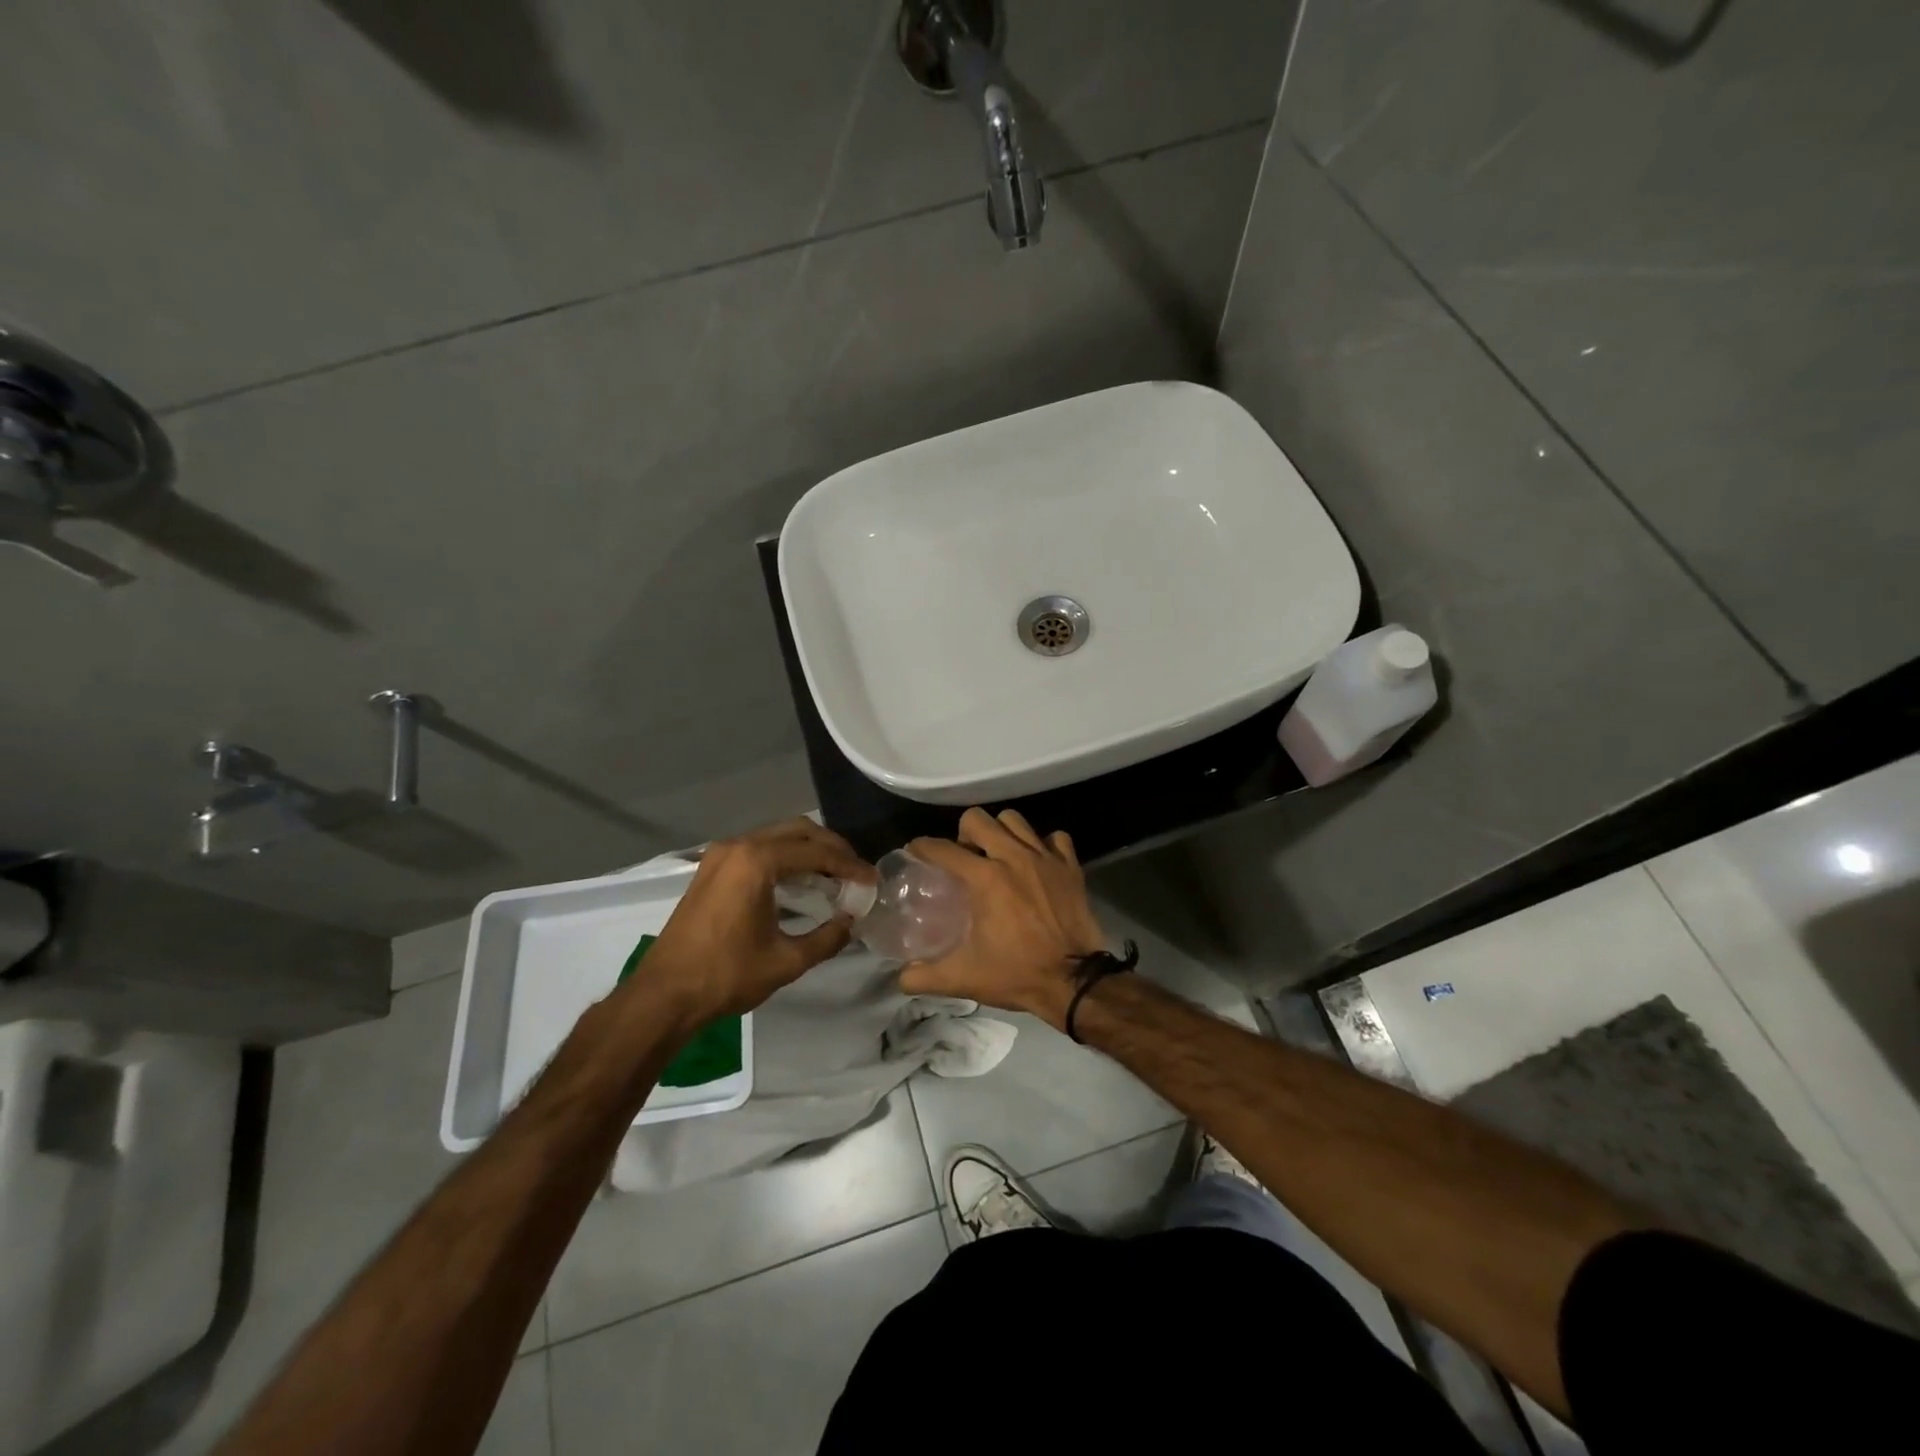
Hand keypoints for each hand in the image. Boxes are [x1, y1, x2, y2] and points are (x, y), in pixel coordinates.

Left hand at [634, 819, 875, 1021]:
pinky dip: (786, 857)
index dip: (849, 865)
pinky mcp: (711, 868)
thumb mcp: (786, 961)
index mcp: (756, 861)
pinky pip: (759, 848)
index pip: (816, 852)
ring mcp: (720, 854)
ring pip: (777, 836)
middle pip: (798, 831)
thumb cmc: (725, 976)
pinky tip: (801, 880)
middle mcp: (738, 846)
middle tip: (856, 872)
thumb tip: (851, 922)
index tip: (872, 881)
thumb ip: (827, 938)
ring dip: (808, 850)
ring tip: (835, 875)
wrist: (664, 995)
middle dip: (832, 848)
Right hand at [899, 808, 1106, 1029]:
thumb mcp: (963, 978)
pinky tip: (1036, 862)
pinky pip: (1055, 838)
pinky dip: (1043, 844)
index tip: (916, 852)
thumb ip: (924, 976)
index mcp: (984, 878)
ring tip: (997, 854)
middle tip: (964, 856)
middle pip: (978, 819)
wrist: (1074, 982)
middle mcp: (1013, 857)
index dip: (922, 847)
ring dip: (1001, 831)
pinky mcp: (1071, 866)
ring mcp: (1045, 858)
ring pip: (1015, 820)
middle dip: (964, 832)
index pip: (942, 848)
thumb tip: (900, 977)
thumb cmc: (1016, 974)